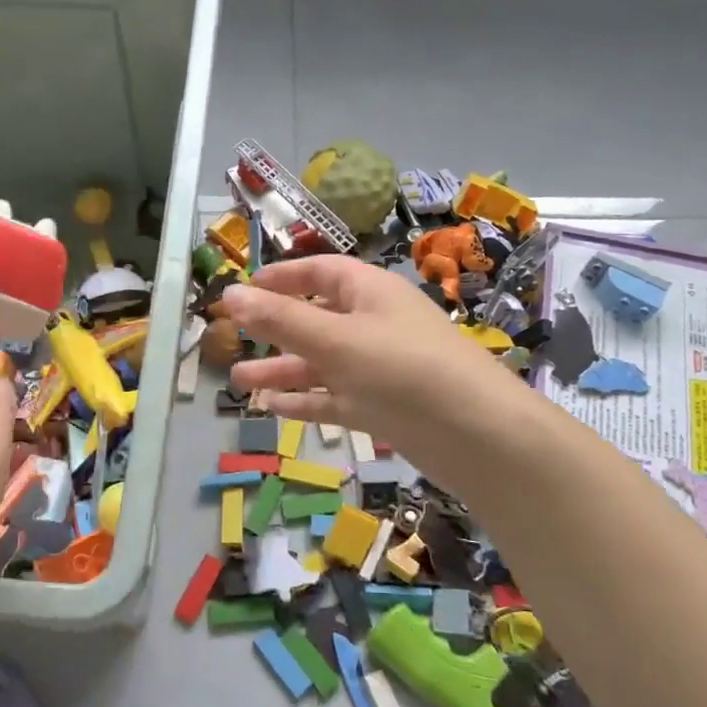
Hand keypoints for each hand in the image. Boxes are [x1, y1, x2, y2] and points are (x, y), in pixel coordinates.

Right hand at [224, 255, 527, 473]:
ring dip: (281, 370)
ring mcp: (376, 367)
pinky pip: (333, 397)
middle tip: (231, 340)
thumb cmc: (402, 369)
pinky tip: (272, 409)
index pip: (319, 271)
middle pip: (314, 318)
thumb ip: (280, 318)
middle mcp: (372, 324)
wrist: (477, 435)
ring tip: (237, 384)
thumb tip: (230, 293)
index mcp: (368, 292)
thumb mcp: (335, 339)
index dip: (281, 277)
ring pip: (320, 363)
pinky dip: (304, 401)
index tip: (244, 289)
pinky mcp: (380, 406)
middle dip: (273, 330)